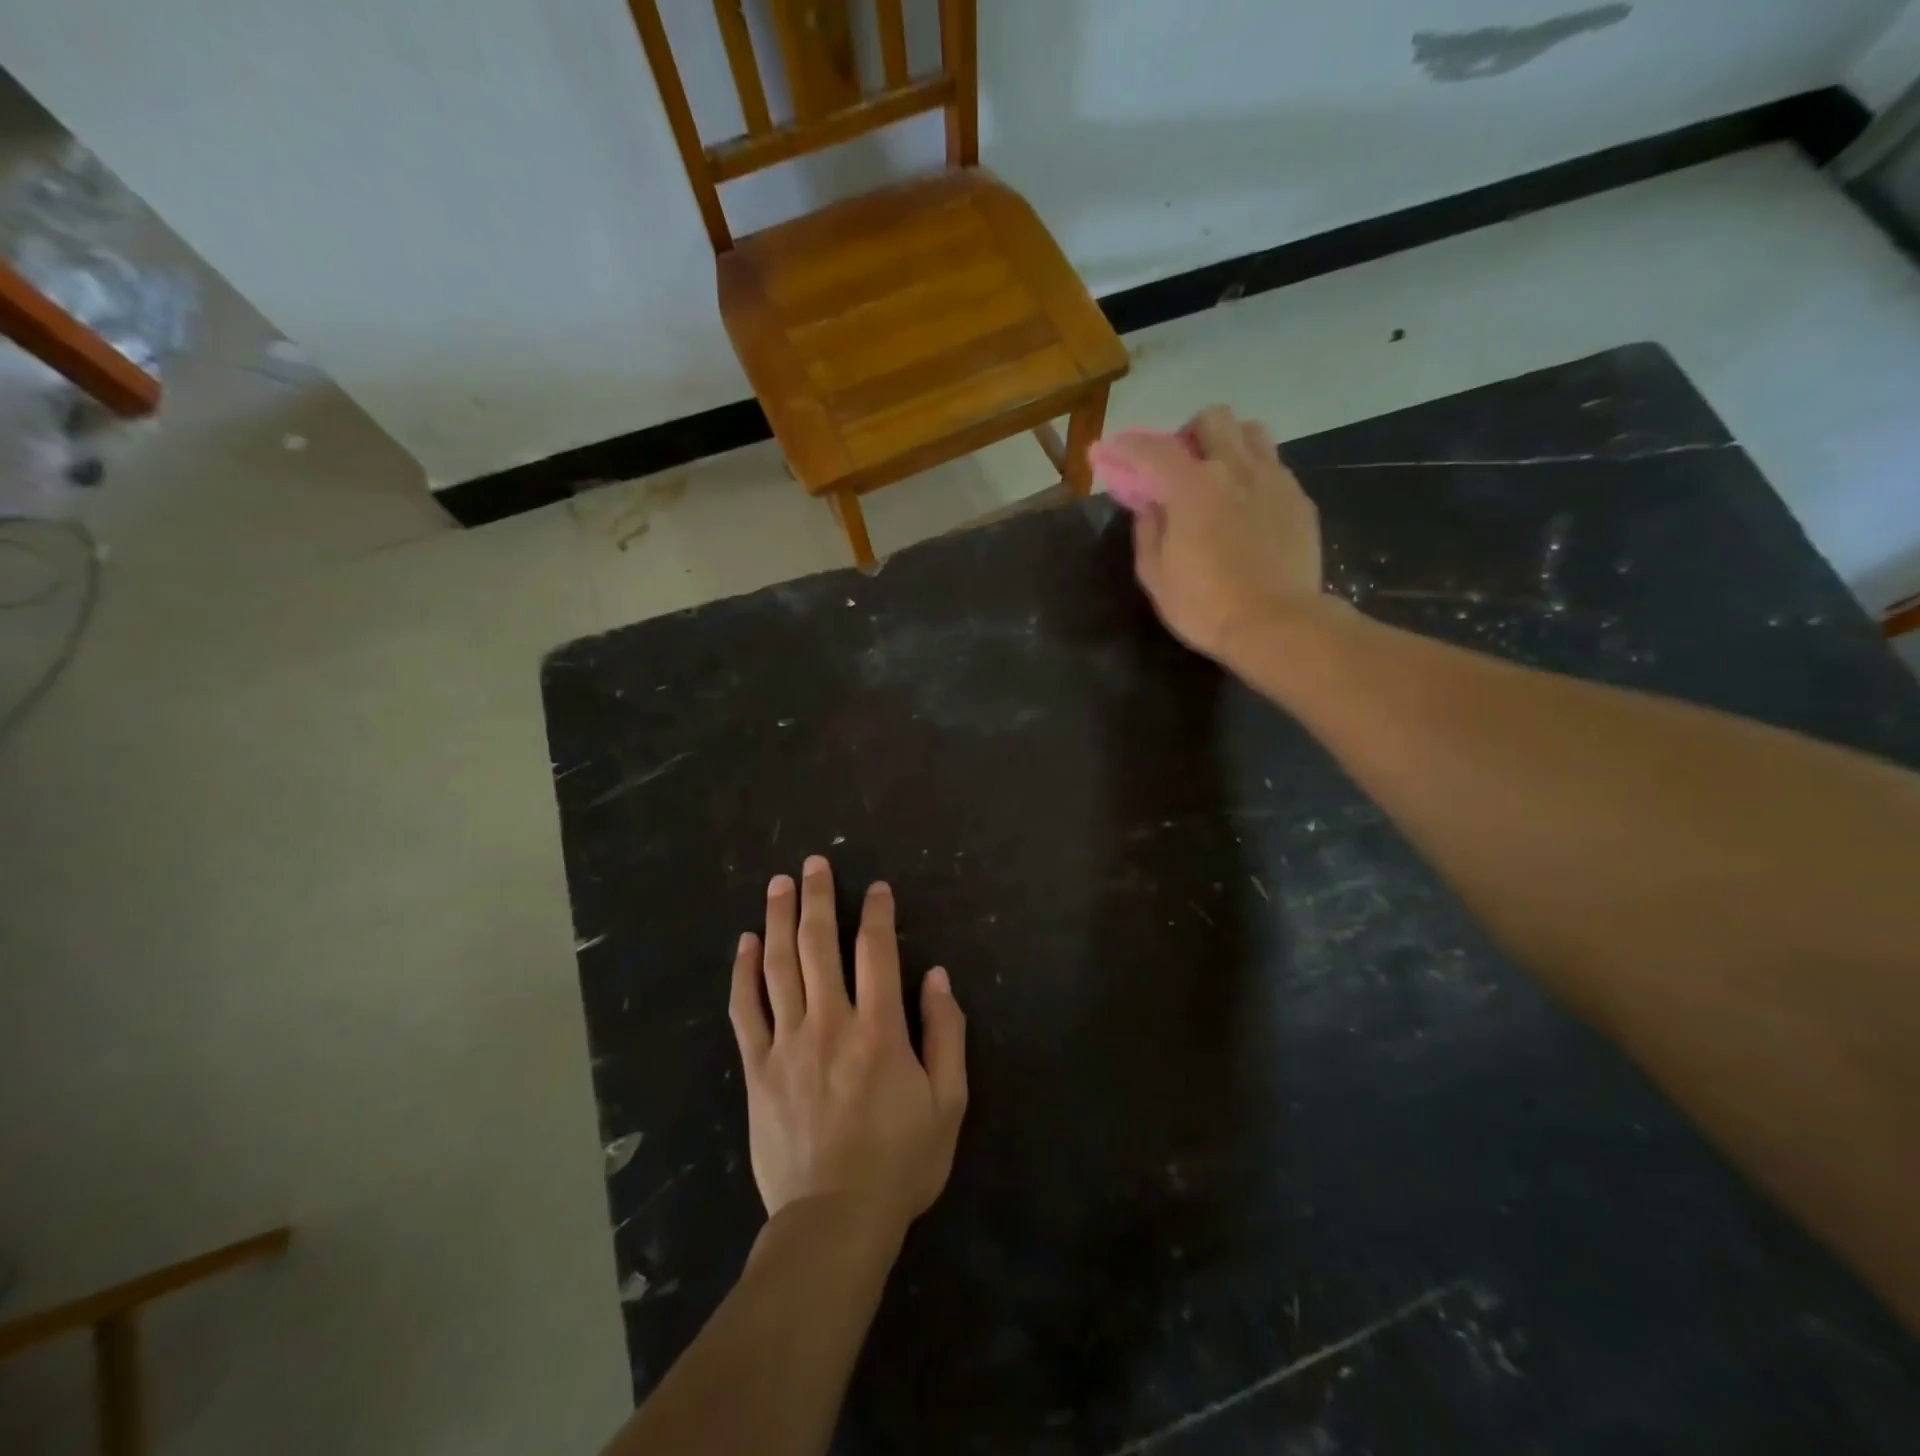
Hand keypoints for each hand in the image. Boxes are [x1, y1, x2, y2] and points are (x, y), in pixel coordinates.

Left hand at [730, 856, 967, 1238]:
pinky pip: (745, 1010)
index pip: (876, 951)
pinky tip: (745, 943)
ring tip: (778, 884)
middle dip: (818, 898)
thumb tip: (937, 976)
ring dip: (779, 920)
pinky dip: (743, 973)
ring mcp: (787, 1043)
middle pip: (819, 945)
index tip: (875, 887)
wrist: (834, 1223)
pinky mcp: (757, 1068)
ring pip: (779, 967)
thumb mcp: (948, 1102)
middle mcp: (830, 1023)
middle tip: (813, 863)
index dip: (877, 913)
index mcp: (880, 1029)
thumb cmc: (900, 1162)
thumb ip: (946, 1033)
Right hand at [1110, 406, 1329, 662]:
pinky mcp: (1300, 500)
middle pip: (1213, 419)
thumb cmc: (1205, 606)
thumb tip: (1149, 504)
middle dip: (1189, 434)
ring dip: (1228, 444)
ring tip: (1219, 478)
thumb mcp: (1156, 575)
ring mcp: (1274, 480)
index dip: (1126, 447)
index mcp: (1193, 485)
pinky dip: (1253, 475)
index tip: (1109, 451)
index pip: (1153, 449)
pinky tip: (1248, 509)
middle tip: (1179, 467)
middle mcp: (1236, 469)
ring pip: (1251, 433)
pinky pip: (1274, 467)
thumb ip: (1148, 531)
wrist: (1277, 625)